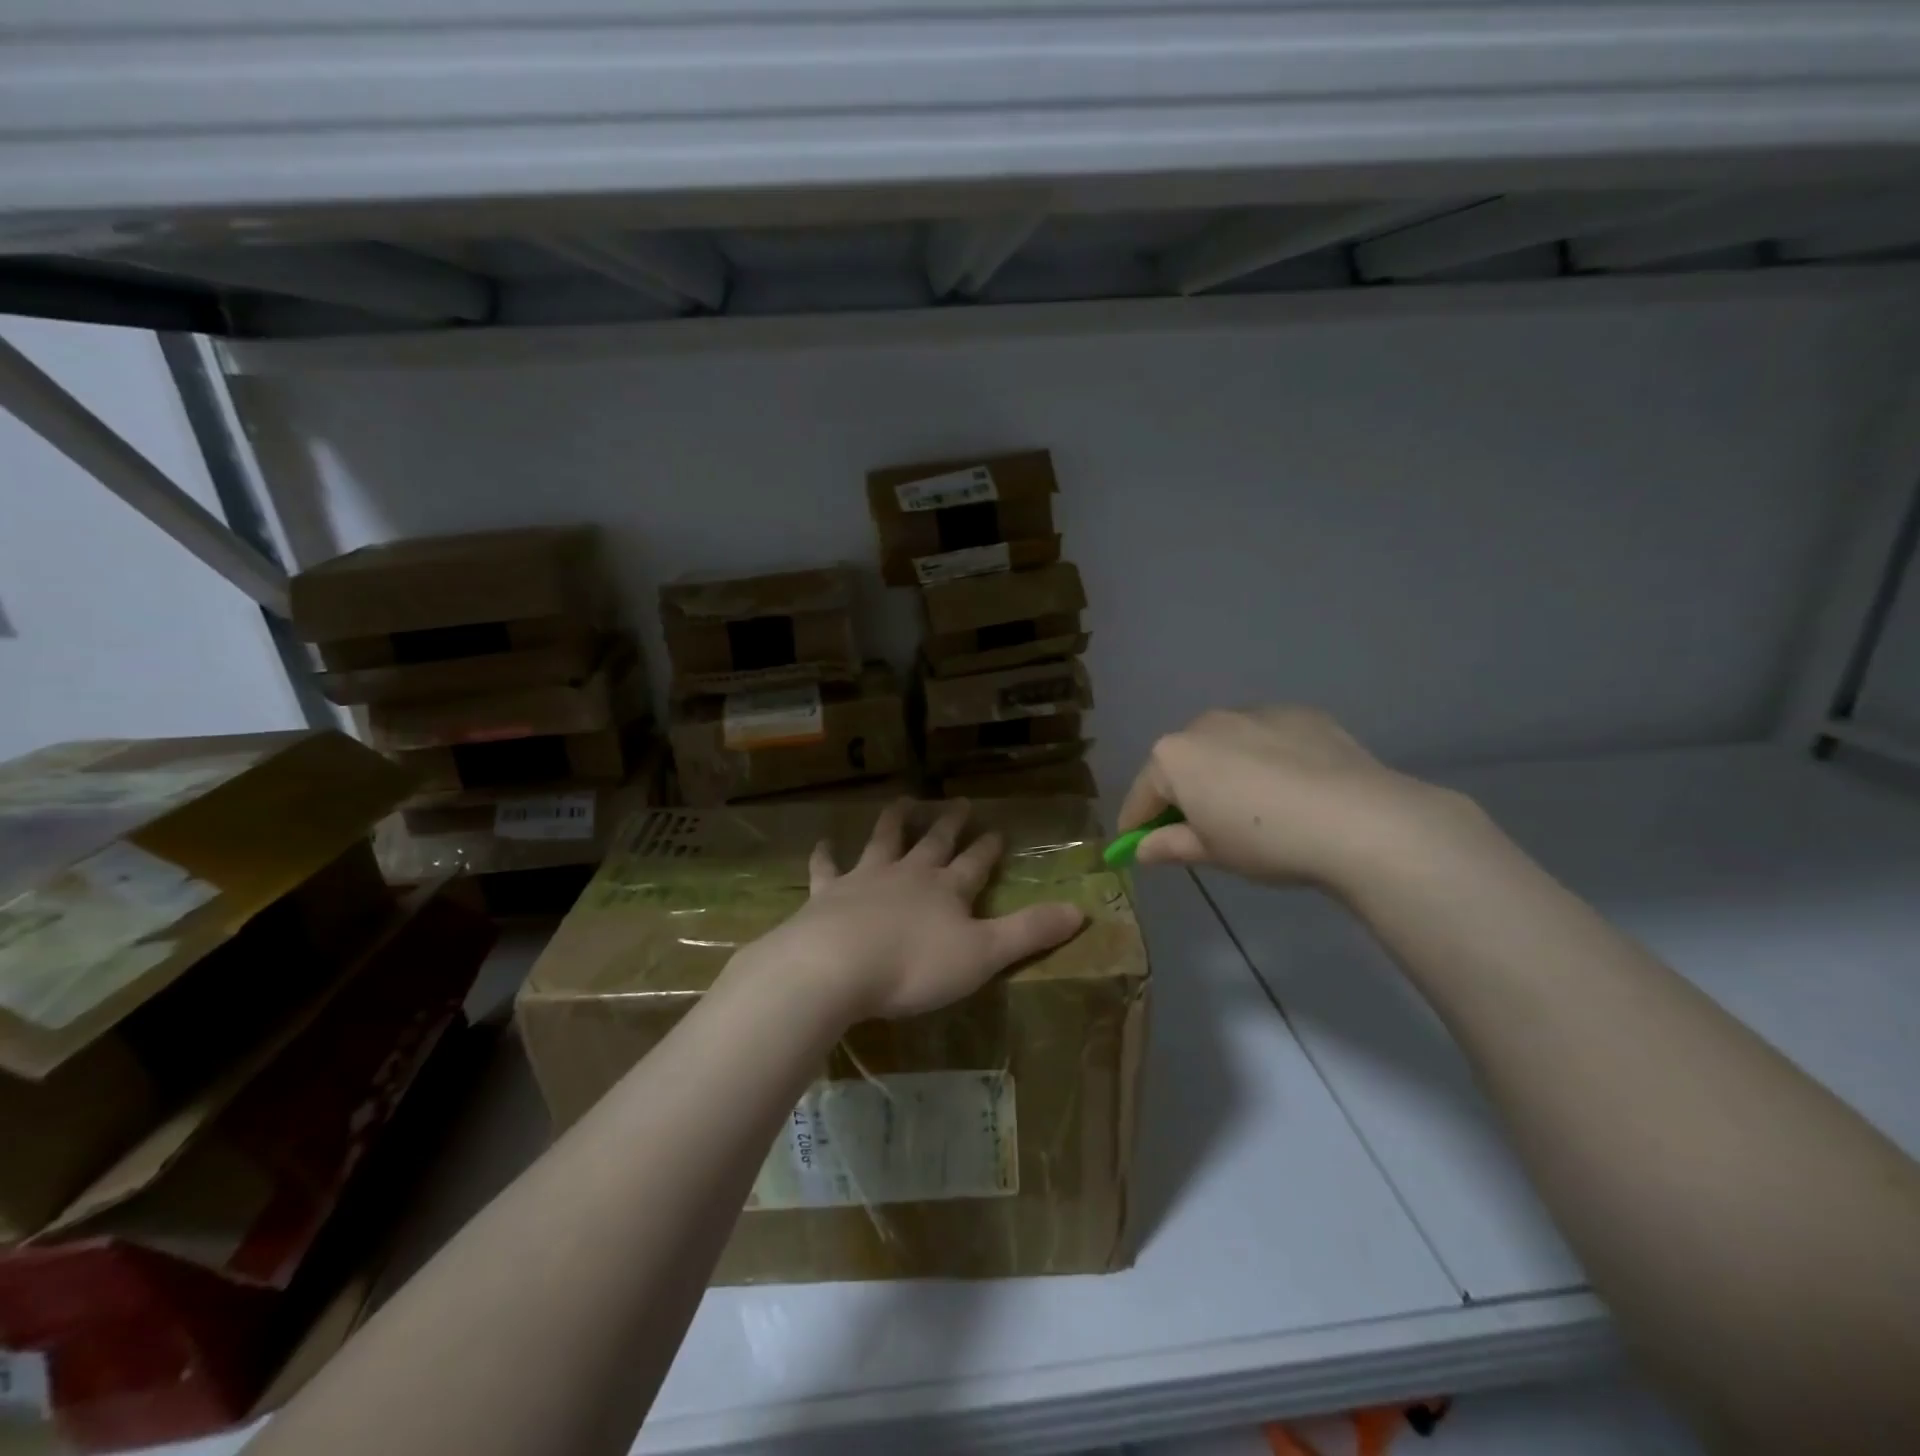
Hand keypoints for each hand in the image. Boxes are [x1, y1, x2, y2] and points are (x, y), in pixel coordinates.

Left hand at [733, 799, 1086, 1021]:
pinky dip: (825, 856)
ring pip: (884, 841)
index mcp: (947, 889)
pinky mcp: (828, 893)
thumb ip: (1030, 932)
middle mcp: (909, 874)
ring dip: (894, 821)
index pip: (975, 863)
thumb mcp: (984, 954)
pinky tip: (823, 843)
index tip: (997, 830)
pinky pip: (827, 869)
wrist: (837, 965)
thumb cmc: (915, 965)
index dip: (988, 848)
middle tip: (959, 801)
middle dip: (949, 824)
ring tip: (903, 801)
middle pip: (933, 842)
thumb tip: (1081, 910)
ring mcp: (866, 879)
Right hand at [1118, 706, 1477, 892]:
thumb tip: (1143, 850)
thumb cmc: (1265, 840)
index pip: (1143, 794)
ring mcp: (1256, 713)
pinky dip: (1267, 759)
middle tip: (1198, 828)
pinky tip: (1291, 788)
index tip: (1135, 843)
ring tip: (1251, 806)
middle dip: (1183, 791)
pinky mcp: (1300, 714)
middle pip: (1183, 762)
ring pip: (1226, 745)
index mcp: (1174, 756)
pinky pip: (1268, 739)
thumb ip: (1170, 845)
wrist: (1357, 819)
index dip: (1136, 822)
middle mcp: (1207, 723)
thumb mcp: (1211, 852)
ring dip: (1225, 770)